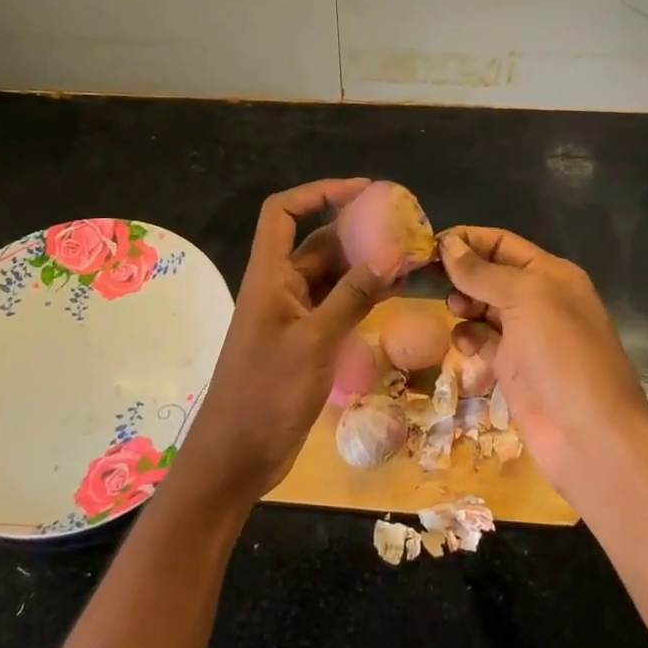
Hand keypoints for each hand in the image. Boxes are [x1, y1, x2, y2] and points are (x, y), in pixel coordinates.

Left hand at [167, 179, 394, 506]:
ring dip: (365, 264)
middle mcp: (281, 287)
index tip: (361, 190)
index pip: (283, 213)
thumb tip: (391, 254)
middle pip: (316, 242)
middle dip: (356, 230)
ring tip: (409, 257)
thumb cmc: (266, 394)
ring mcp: (294, 315)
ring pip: (332, 275)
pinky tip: (394, 293)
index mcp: (269, 276)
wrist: (238, 456)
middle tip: (403, 227)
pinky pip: (337, 305)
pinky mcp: (306, 341)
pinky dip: (362, 295)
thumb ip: (352, 297)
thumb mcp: (314, 342)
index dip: (318, 192)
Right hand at [440, 226, 647, 507]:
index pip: (502, 243)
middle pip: (490, 275)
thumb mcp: (526, 299)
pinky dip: (469, 339)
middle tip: (431, 281)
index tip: (429, 247)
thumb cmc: (563, 355)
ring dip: (464, 306)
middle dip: (462, 274)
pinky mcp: (513, 369)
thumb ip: (483, 272)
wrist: (590, 436)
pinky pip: (482, 342)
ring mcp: (527, 337)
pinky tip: (465, 346)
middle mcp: (540, 300)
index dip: (468, 240)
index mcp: (551, 274)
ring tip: (453, 312)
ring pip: (483, 308)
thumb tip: (448, 243)